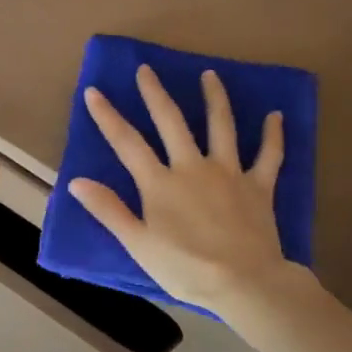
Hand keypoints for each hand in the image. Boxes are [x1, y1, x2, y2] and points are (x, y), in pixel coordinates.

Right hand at [69, 66, 302, 315]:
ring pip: (221, 127)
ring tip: (209, 75)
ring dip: (214, 99)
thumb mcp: (137, 243)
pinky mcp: (258, 186)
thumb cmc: (184, 267)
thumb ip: (108, 209)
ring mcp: (229, 173)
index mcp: (159, 183)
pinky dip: (273, 135)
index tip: (94, 91)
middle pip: (172, 122)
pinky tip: (275, 116)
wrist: (243, 281)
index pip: (127, 143)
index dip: (108, 117)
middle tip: (147, 70)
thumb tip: (76, 181)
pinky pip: (269, 156)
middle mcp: (192, 167)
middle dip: (155, 94)